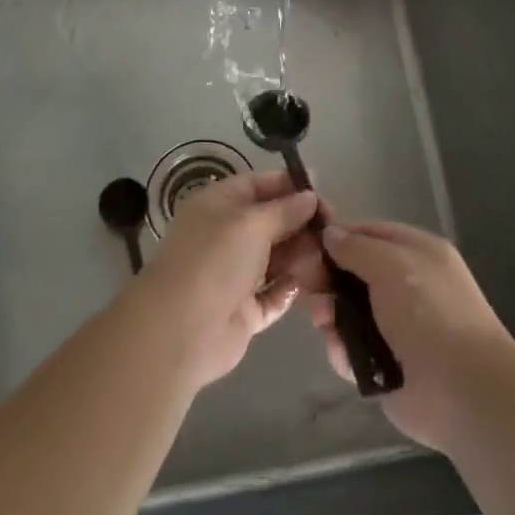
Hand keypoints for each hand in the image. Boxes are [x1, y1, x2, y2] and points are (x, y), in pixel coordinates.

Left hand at [137, 170, 323, 391]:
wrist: (181, 330)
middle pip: (272, 222)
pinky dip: (292, 289)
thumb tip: (310, 197)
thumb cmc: (215, 260)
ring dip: (301, 257)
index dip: (290, 185)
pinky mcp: (244, 310)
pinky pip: (275, 294)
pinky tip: (314, 286)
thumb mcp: (252, 223)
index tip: (322, 191)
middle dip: (301, 224)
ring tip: (328, 259)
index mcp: (219, 205)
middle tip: (333, 230)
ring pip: (277, 258)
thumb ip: (285, 210)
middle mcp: (226, 235)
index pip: (259, 185)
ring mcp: (235, 274)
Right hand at [302, 221, 514, 451]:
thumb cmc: (429, 313)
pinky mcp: (386, 366)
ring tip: (324, 324)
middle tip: (309, 290)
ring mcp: (397, 328)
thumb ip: (356, 247)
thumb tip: (330, 233)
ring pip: (349, 313)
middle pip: (355, 273)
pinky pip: (353, 350)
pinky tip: (342, 354)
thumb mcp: (392, 265)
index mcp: (417, 253)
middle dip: (329, 281)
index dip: (338, 236)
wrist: (463, 391)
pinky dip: (343, 352)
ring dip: (332, 316)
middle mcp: (407, 286)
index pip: (370, 233)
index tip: (306, 245)